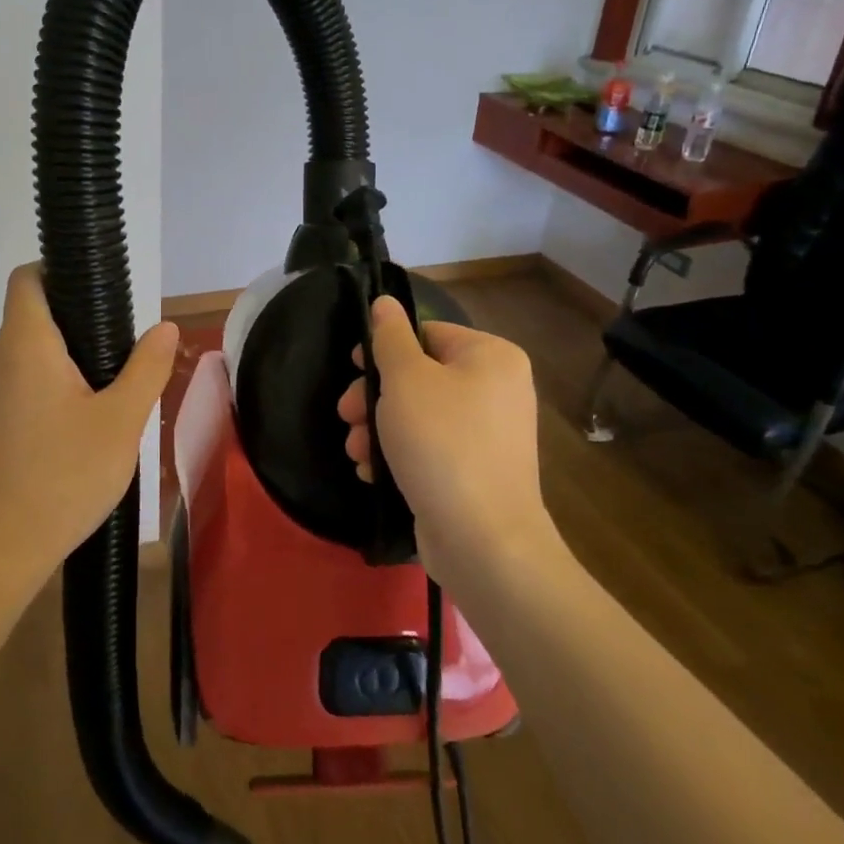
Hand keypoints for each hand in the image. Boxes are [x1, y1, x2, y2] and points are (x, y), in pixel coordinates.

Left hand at [0, 264, 177, 587]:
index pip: (29, 278)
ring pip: (29, 353)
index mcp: (24, 344)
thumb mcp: (121, 422)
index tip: (101, 292)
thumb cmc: (61, 478)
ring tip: (109, 395)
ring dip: (67, 360)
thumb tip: (164, 327)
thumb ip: (147, 368)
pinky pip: (19, 382)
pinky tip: (78, 427)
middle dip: (79, 323)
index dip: (60, 270)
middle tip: (123, 355)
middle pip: (34, 316)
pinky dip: (49, 387)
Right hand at [337, 297, 561, 587]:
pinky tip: (373, 473)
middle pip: (420, 376)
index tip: (352, 369)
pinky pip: (431, 448)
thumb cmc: (441, 444)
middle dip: (374, 397)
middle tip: (346, 415)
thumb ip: (390, 337)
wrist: (483, 541)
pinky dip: (400, 455)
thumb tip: (384, 302)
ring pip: (419, 415)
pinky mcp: (476, 471)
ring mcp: (489, 434)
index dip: (384, 349)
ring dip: (379, 429)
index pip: (427, 333)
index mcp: (491, 356)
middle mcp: (498, 389)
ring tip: (355, 452)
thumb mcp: (405, 380)